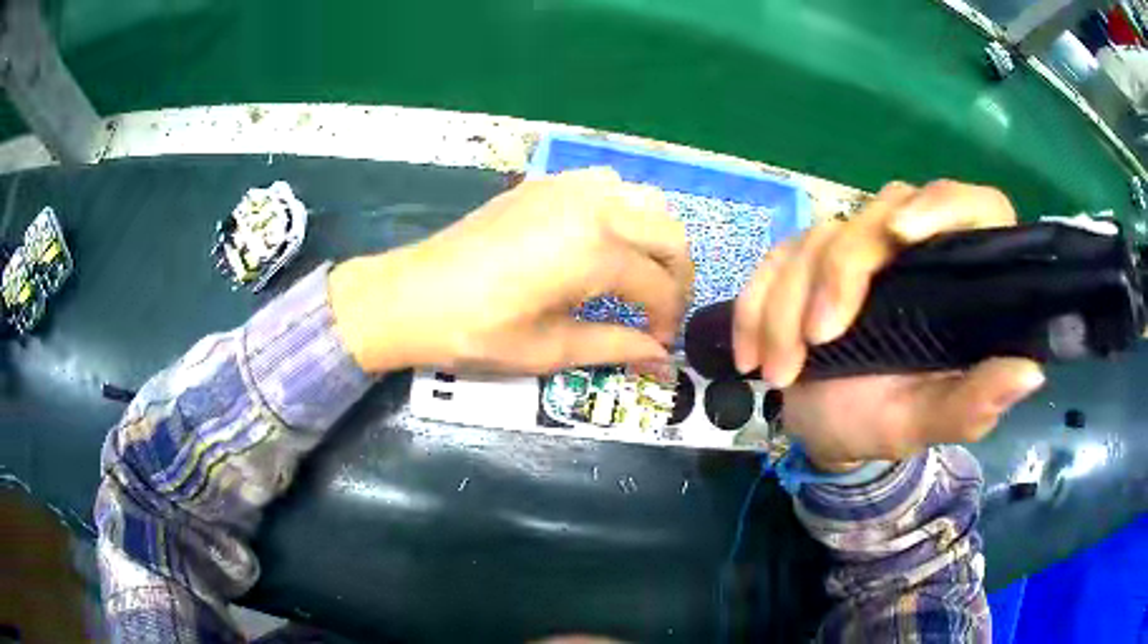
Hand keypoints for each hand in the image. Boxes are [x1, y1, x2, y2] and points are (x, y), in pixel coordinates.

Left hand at [329, 168, 693, 373]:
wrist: (410, 295)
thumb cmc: (475, 331)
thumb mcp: (549, 349)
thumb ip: (615, 347)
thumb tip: (662, 361)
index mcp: (595, 251)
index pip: (660, 286)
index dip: (667, 321)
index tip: (656, 345)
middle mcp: (593, 207)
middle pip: (669, 234)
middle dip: (677, 277)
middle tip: (659, 312)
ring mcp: (568, 187)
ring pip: (645, 200)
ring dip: (654, 238)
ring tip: (637, 275)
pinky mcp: (544, 184)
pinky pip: (606, 184)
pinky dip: (623, 210)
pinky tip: (602, 240)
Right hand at [733, 181, 1045, 470]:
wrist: (824, 431)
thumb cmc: (884, 423)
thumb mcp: (926, 422)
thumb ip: (974, 401)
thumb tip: (1031, 370)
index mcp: (960, 279)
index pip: (973, 209)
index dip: (942, 205)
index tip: (903, 234)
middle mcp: (914, 250)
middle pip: (880, 214)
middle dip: (840, 273)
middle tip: (818, 341)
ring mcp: (859, 250)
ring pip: (819, 237)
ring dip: (787, 303)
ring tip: (778, 372)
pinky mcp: (808, 260)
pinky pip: (774, 259)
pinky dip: (755, 305)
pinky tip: (749, 354)